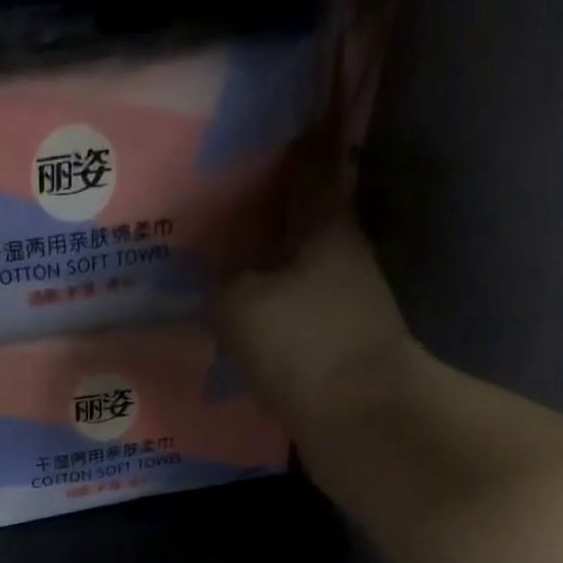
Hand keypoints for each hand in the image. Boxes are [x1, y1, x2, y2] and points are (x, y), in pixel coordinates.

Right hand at [212, 146, 416, 446]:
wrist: (359, 423)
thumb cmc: (305, 347)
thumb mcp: (241, 304)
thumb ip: (218, 282)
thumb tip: (213, 280)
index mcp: (325, 224)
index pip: (305, 161)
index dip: (276, 143)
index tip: (238, 139)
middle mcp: (339, 257)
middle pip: (294, 222)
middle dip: (254, 217)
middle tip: (202, 218)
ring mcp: (340, 307)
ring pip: (289, 274)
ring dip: (255, 273)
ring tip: (206, 274)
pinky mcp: (332, 351)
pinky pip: (288, 320)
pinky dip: (262, 318)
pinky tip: (230, 328)